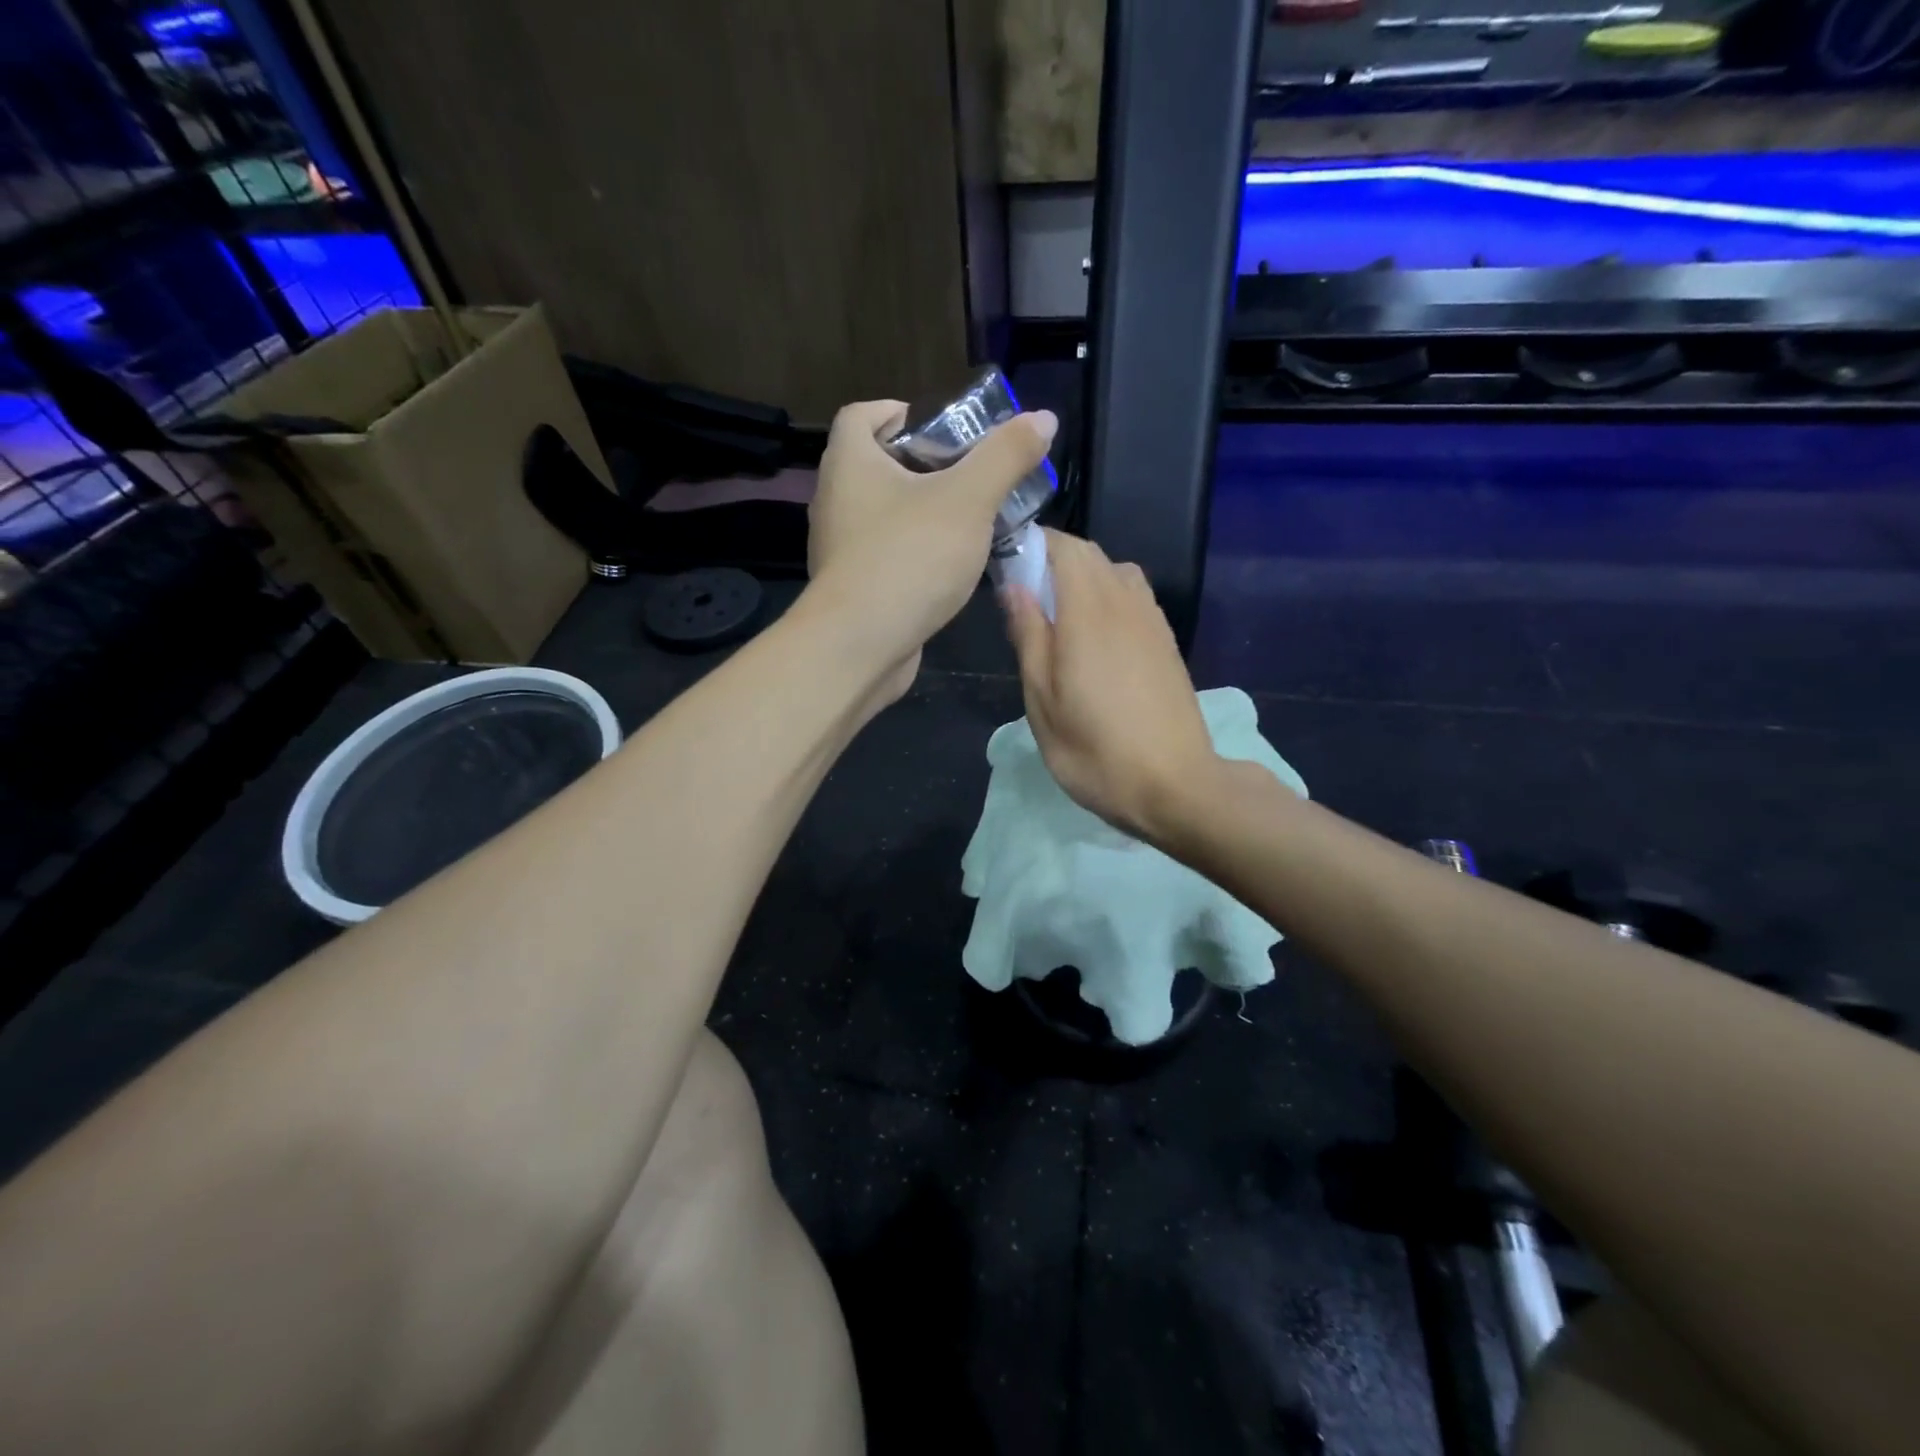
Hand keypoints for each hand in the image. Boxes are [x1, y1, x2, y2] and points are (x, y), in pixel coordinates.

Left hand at [806, 398, 1055, 704]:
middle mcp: (836, 499)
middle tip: (972, 474)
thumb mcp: (969, 499)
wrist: (861, 646)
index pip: (862, 415)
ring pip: (885, 513)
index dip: (900, 411)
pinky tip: (951, 565)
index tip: (943, 427)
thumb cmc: (910, 557)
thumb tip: (1043, 417)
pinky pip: (887, 553)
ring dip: (924, 510)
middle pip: (878, 464)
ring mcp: (841, 547)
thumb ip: (1005, 456)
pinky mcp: (852, 587)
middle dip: (925, 464)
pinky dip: (916, 550)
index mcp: (850, 462)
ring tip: (971, 519)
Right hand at [1003, 530, 1218, 841]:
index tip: (1006, 568)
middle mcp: (1125, 602)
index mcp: (1089, 610)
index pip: (1063, 546)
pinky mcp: (1167, 642)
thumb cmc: (1095, 749)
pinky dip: (1109, 598)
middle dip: (1054, 561)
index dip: (1032, 544)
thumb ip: (1028, 635)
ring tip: (1060, 619)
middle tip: (1025, 601)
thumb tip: (1014, 585)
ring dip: (1083, 579)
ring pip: (1115, 573)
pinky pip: (1134, 597)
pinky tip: (1096, 639)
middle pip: (1090, 554)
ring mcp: (1152, 621)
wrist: (1175, 785)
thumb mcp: (1042, 700)